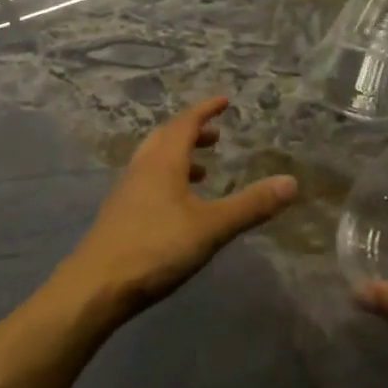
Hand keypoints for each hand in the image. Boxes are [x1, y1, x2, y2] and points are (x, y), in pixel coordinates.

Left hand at [59, 97, 298, 320]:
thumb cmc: (156, 248)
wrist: (95, 287)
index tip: (224, 101)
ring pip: (153, 160)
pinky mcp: (118, 215)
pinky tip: (176, 207)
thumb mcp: (211, 227)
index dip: (205, 110)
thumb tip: (291, 182)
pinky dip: (165, 179)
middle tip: (215, 135)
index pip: (185, 123)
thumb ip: (250, 205)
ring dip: (178, 156)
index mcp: (163, 162)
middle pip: (165, 137)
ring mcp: (125, 191)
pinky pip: (146, 181)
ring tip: (202, 171)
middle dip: (191, 131)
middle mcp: (142, 168)